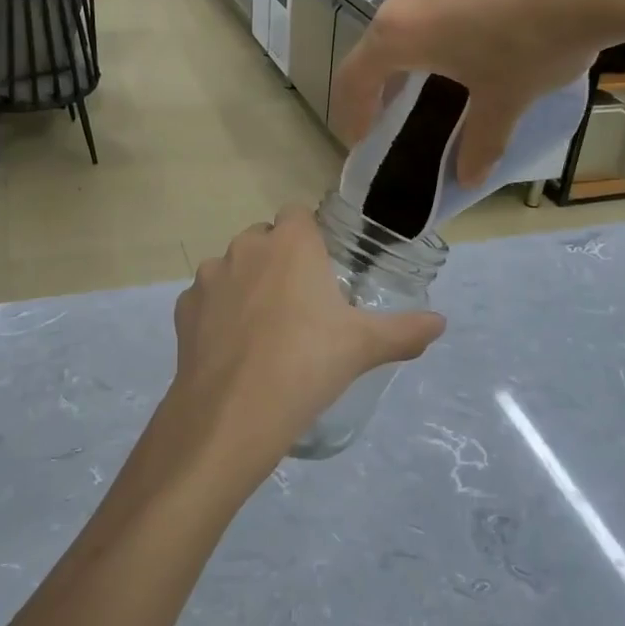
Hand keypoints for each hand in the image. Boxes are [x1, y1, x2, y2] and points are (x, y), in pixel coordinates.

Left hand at [147, 207, 443, 500]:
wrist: (234, 410)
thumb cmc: (308, 363)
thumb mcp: (364, 346)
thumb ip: (405, 330)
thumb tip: (440, 323)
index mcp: (290, 243)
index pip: (298, 214)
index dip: (309, 238)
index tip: (321, 271)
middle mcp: (245, 247)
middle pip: (263, 239)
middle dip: (278, 261)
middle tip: (299, 306)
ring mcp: (209, 276)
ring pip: (231, 268)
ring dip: (245, 286)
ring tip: (264, 332)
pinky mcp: (184, 308)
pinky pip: (206, 300)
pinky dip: (218, 314)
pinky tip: (233, 350)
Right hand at [331, 0, 624, 185]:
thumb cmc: (540, 41)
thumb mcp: (507, 98)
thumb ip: (481, 142)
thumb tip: (470, 181)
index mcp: (400, 31)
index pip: (354, 77)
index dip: (353, 110)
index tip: (362, 133)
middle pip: (391, 28)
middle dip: (404, 59)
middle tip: (431, 81)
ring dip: (437, 10)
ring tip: (480, 23)